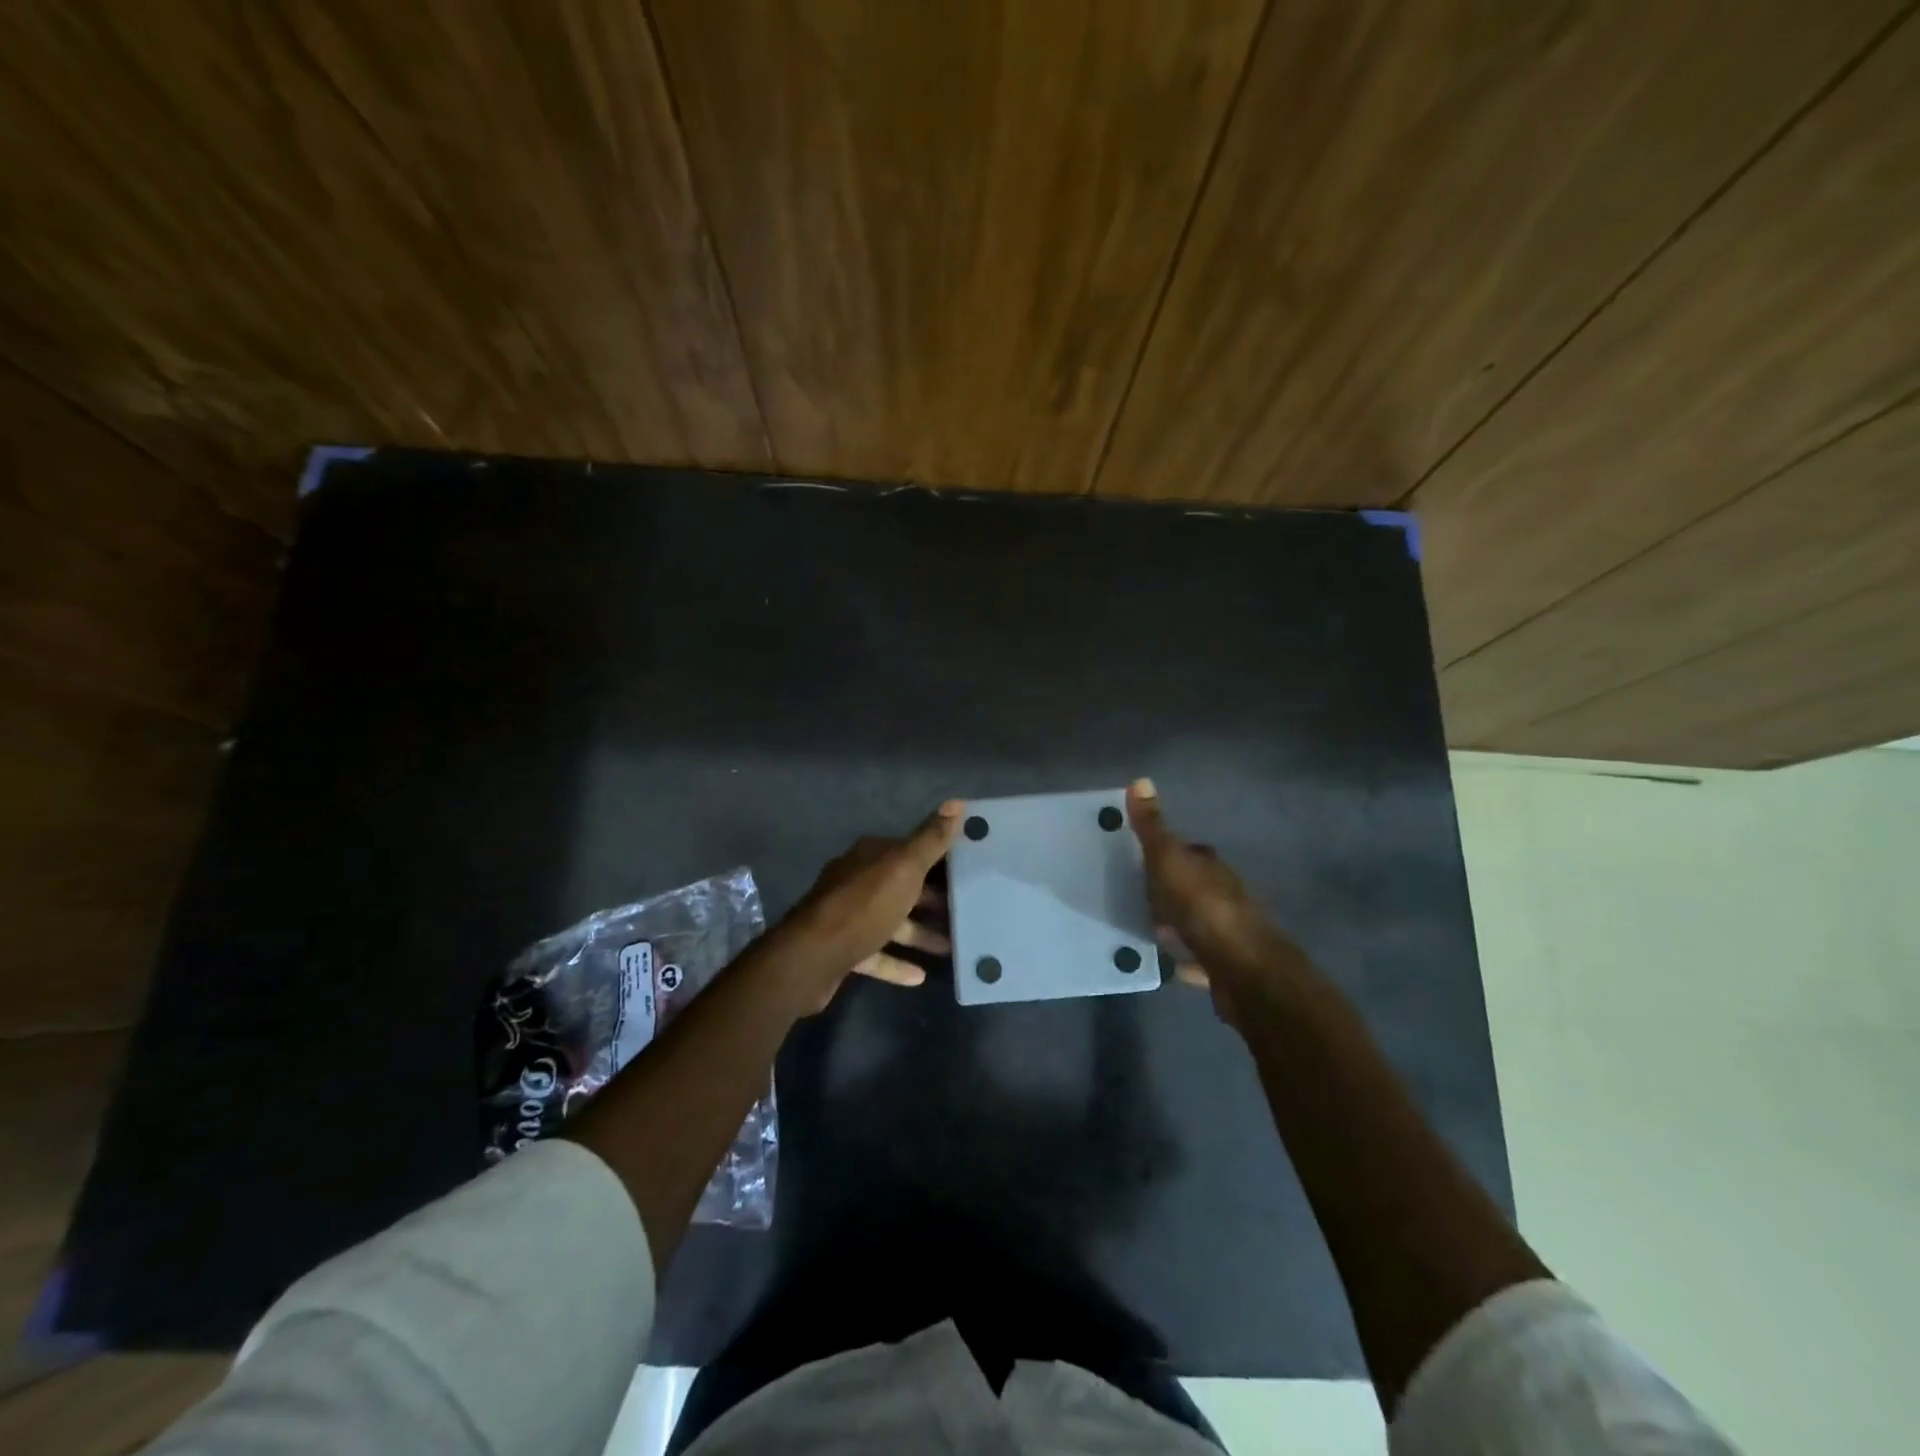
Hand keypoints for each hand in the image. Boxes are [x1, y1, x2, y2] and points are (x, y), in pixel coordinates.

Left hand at [760, 801, 962, 1010]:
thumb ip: (931, 839)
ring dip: (919, 933)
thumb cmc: (864, 906)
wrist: (812, 957)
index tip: (967, 870)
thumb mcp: (905, 867)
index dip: (938, 859)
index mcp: (870, 856)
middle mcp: (856, 881)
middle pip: (901, 887)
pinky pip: (877, 954)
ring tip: (952, 947)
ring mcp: (848, 916)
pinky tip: (920, 976)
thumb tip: (956, 802)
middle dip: (932, 899)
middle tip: (965, 911)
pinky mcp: (842, 949)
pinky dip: (897, 962)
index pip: (909, 850)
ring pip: (891, 921)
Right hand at [1126, 778, 1301, 1024]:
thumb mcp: (1169, 860)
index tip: (1138, 861)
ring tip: (1143, 929)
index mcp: (1211, 866)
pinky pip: (1199, 958)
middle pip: (1191, 886)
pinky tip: (1165, 964)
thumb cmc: (1203, 907)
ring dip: (1175, 924)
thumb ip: (1152, 827)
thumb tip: (1140, 779)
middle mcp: (1224, 894)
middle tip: (1133, 896)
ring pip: (1196, 921)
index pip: (1188, 851)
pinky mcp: (1226, 965)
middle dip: (1167, 891)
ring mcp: (1228, 931)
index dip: (1165, 854)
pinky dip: (1185, 959)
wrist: (1243, 969)